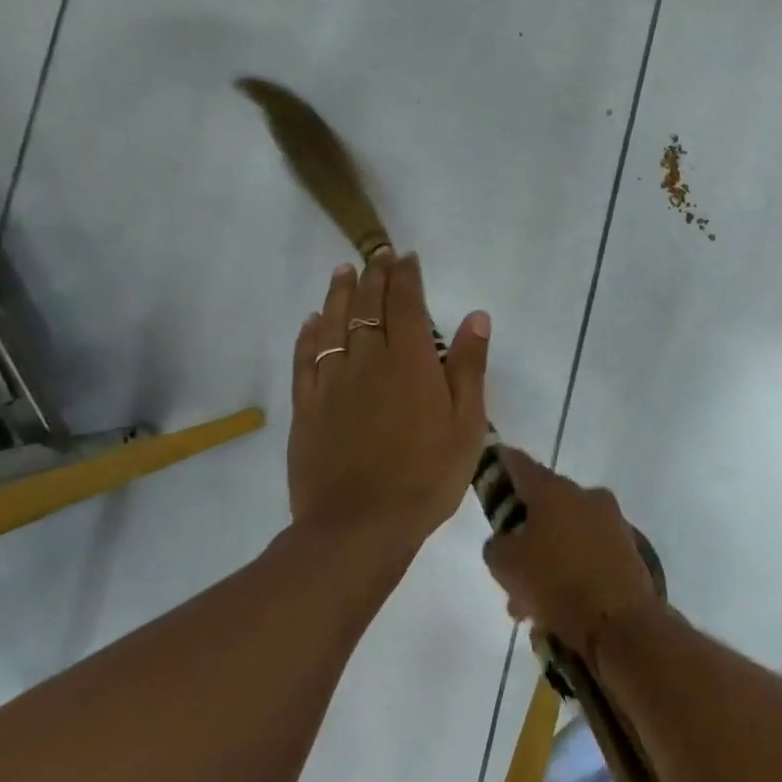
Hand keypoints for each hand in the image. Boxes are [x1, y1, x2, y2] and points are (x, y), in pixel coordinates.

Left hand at [286, 253, 488, 562]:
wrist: (360, 526)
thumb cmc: (426, 476)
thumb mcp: (467, 424)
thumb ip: (468, 367)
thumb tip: (475, 316)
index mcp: (410, 363)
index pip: (406, 304)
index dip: (406, 276)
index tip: (407, 257)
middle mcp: (368, 361)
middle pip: (368, 307)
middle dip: (375, 276)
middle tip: (378, 255)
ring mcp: (332, 383)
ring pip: (333, 325)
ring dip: (339, 294)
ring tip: (343, 271)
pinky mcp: (307, 407)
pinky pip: (305, 358)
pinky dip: (309, 334)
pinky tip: (312, 321)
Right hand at [483, 449, 662, 667]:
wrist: (621, 621)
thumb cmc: (556, 583)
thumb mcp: (505, 565)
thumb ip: (498, 544)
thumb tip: (508, 541)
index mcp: (555, 491)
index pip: (522, 465)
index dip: (504, 463)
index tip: (494, 461)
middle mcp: (587, 496)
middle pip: (546, 507)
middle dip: (525, 535)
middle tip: (508, 570)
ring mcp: (612, 521)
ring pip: (567, 535)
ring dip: (547, 561)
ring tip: (529, 606)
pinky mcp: (628, 548)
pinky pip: (588, 554)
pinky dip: (571, 572)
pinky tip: (557, 608)